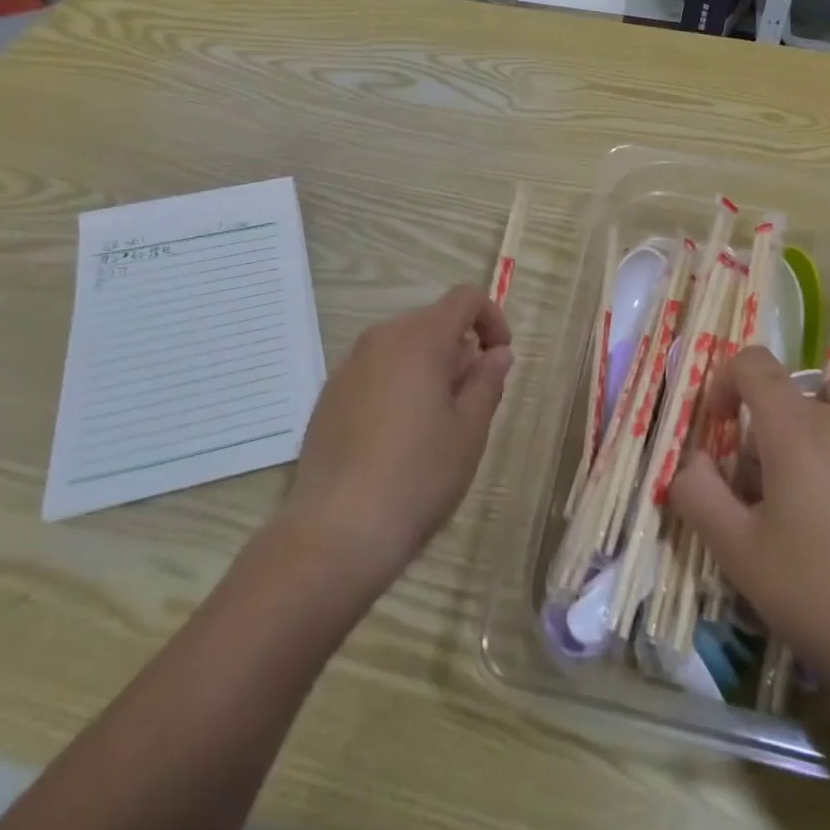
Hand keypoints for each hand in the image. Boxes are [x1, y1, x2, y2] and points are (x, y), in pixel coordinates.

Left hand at [282, 286, 512, 584]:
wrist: (337, 530)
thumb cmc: (419, 476)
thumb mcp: (469, 431)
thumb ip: (487, 381)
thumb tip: (496, 352)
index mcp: (419, 339)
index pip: (464, 299)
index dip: (492, 319)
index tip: (500, 359)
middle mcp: (379, 340)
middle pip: (431, 321)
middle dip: (460, 349)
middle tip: (471, 401)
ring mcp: (348, 367)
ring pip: (402, 347)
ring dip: (429, 368)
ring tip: (436, 423)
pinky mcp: (329, 396)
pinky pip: (375, 371)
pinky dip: (398, 384)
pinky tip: (398, 437)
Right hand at [670, 348, 829, 724]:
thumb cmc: (818, 597)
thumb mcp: (736, 552)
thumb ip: (697, 493)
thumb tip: (694, 460)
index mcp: (795, 429)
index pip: (753, 365)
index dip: (727, 382)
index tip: (721, 423)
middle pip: (797, 386)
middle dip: (772, 420)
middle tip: (770, 478)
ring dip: (824, 414)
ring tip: (824, 468)